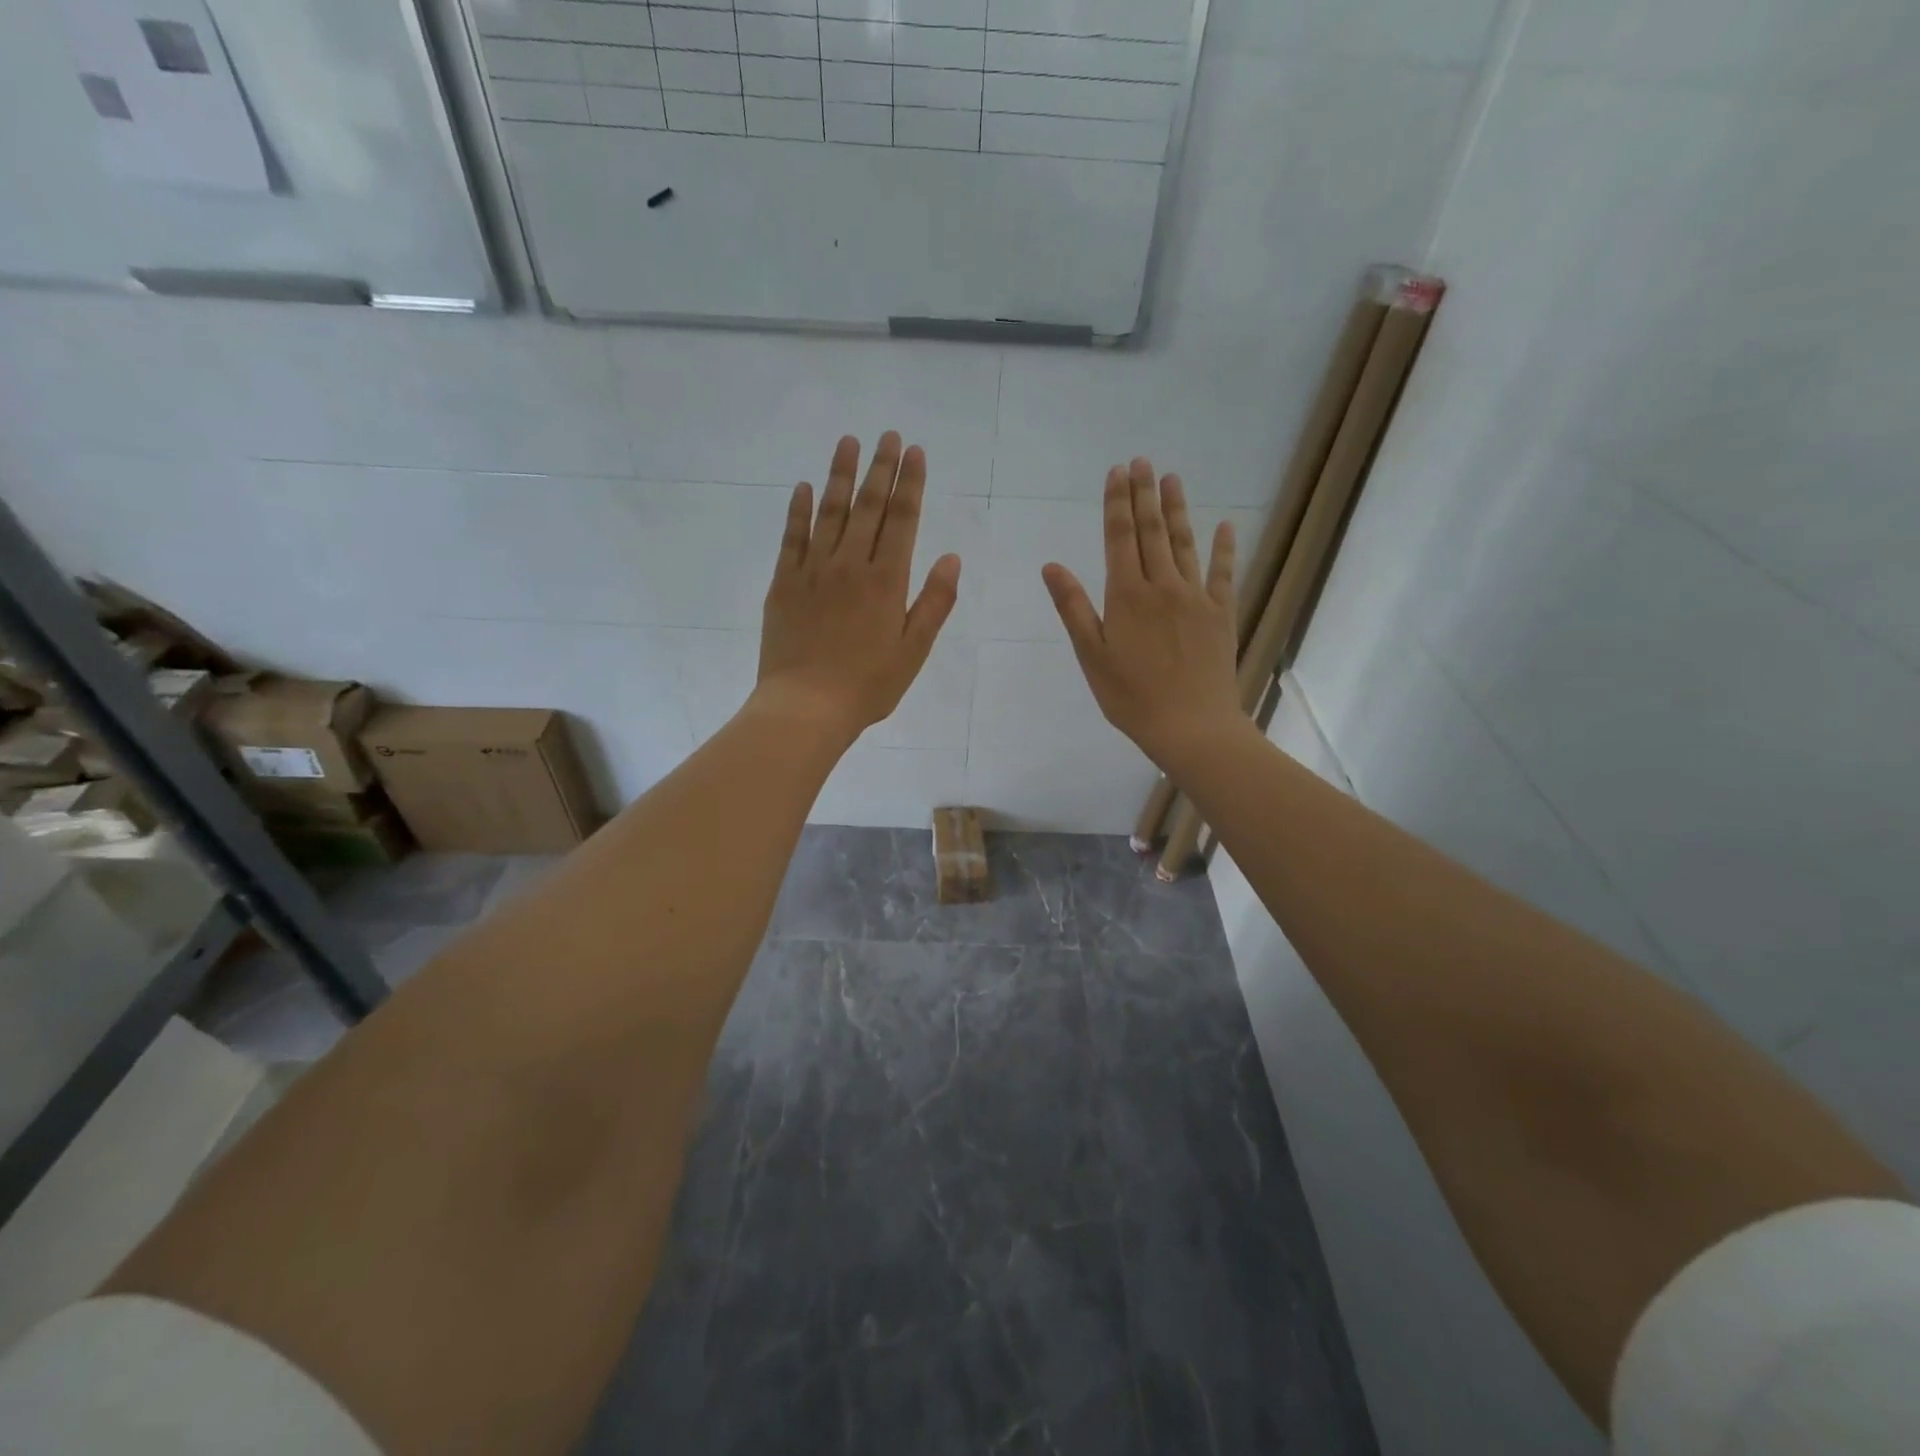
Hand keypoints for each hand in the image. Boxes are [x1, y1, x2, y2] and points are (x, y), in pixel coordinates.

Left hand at [754, 432, 961, 741]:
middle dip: (880, 468)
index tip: (914, 452)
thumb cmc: (868, 685)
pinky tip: (804, 487)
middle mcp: (850, 565)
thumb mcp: (914, 650)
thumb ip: (934, 602)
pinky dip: (798, 510)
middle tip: (887, 436)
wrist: (806, 707)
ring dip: (840, 475)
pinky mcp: (784, 584)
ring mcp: (813, 571)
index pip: (902, 520)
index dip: (910, 484)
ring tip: (847, 442)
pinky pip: (791, 537)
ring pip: (829, 513)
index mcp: (886, 581)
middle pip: (868, 507)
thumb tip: (951, 557)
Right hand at [1043, 458, 1242, 767]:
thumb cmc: (1131, 697)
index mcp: (1127, 596)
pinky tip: (1225, 526)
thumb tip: (1052, 566)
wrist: (1191, 726)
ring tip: (1172, 479)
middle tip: (1142, 462)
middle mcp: (1162, 586)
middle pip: (1151, 532)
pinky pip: (1224, 573)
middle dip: (1144, 495)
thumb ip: (1073, 607)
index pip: (1120, 538)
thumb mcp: (1092, 656)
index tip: (1116, 473)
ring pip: (1184, 544)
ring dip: (1177, 510)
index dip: (1117, 503)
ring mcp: (1196, 598)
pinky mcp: (1221, 614)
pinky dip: (1224, 548)